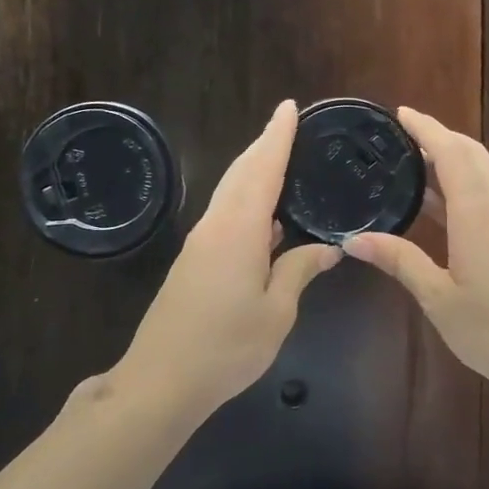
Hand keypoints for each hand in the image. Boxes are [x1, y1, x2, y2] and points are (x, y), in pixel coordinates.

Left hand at [112, 100, 340, 422]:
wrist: (161, 380)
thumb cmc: (226, 347)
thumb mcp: (276, 312)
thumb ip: (299, 271)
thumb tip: (327, 247)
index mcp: (239, 230)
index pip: (262, 170)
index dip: (277, 137)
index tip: (290, 108)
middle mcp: (215, 226)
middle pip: (240, 173)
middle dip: (264, 146)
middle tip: (289, 126)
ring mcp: (200, 243)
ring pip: (229, 193)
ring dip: (253, 170)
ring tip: (282, 160)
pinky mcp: (193, 261)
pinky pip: (224, 215)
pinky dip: (246, 200)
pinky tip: (267, 216)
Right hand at [342, 108, 488, 405]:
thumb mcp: (439, 299)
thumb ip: (400, 262)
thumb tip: (354, 240)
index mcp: (477, 214)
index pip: (451, 153)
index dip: (426, 128)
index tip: (400, 113)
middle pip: (472, 155)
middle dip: (440, 136)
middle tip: (402, 134)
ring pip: (482, 175)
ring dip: (451, 160)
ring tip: (412, 162)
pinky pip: (487, 197)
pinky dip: (461, 186)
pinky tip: (437, 206)